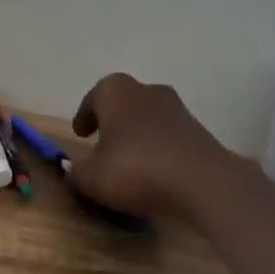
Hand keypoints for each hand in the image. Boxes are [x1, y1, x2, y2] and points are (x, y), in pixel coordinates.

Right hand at [70, 74, 232, 220]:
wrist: (203, 183)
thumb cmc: (136, 169)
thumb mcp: (92, 178)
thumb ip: (77, 172)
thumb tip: (71, 169)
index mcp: (115, 91)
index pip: (94, 97)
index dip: (84, 116)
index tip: (80, 134)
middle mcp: (147, 90)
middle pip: (123, 102)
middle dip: (113, 120)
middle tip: (102, 142)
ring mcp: (177, 108)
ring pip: (148, 117)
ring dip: (138, 134)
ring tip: (129, 159)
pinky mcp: (199, 131)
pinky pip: (169, 136)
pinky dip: (159, 148)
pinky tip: (155, 170)